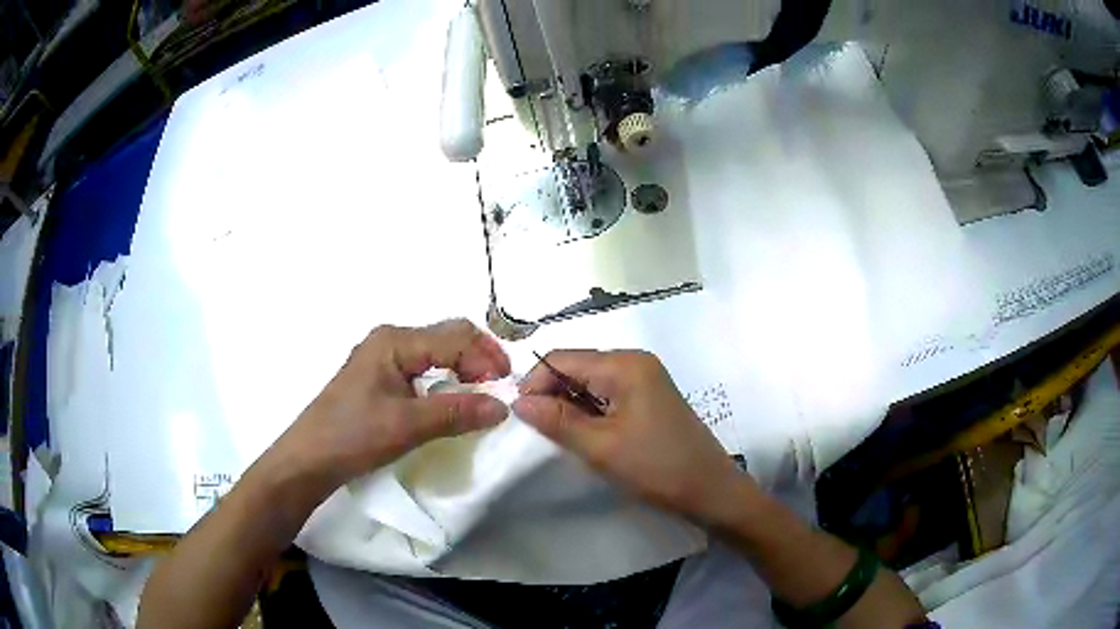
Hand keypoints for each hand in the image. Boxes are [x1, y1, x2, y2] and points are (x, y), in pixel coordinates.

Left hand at [274, 319, 511, 490]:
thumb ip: (456, 413)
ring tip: (482, 394)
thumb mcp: (407, 425)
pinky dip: (445, 378)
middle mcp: (390, 340)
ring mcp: (383, 358)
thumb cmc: (352, 436)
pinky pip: (423, 367)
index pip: (455, 337)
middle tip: (500, 388)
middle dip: (479, 357)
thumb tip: (503, 407)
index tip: (507, 389)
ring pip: (436, 351)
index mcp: (395, 341)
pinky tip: (452, 399)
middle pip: (447, 336)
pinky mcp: (380, 377)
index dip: (486, 358)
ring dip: (463, 367)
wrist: (309, 459)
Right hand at [513, 350, 750, 525]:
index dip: (534, 383)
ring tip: (559, 436)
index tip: (519, 417)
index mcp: (624, 364)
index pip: (562, 359)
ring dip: (569, 405)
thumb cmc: (657, 468)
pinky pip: (607, 394)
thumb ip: (557, 420)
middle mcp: (635, 361)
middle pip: (576, 366)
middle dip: (551, 394)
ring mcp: (645, 379)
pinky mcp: (649, 397)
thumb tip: (518, 402)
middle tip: (537, 431)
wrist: (711, 491)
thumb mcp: (601, 447)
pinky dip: (589, 411)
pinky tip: (584, 434)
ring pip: (590, 382)